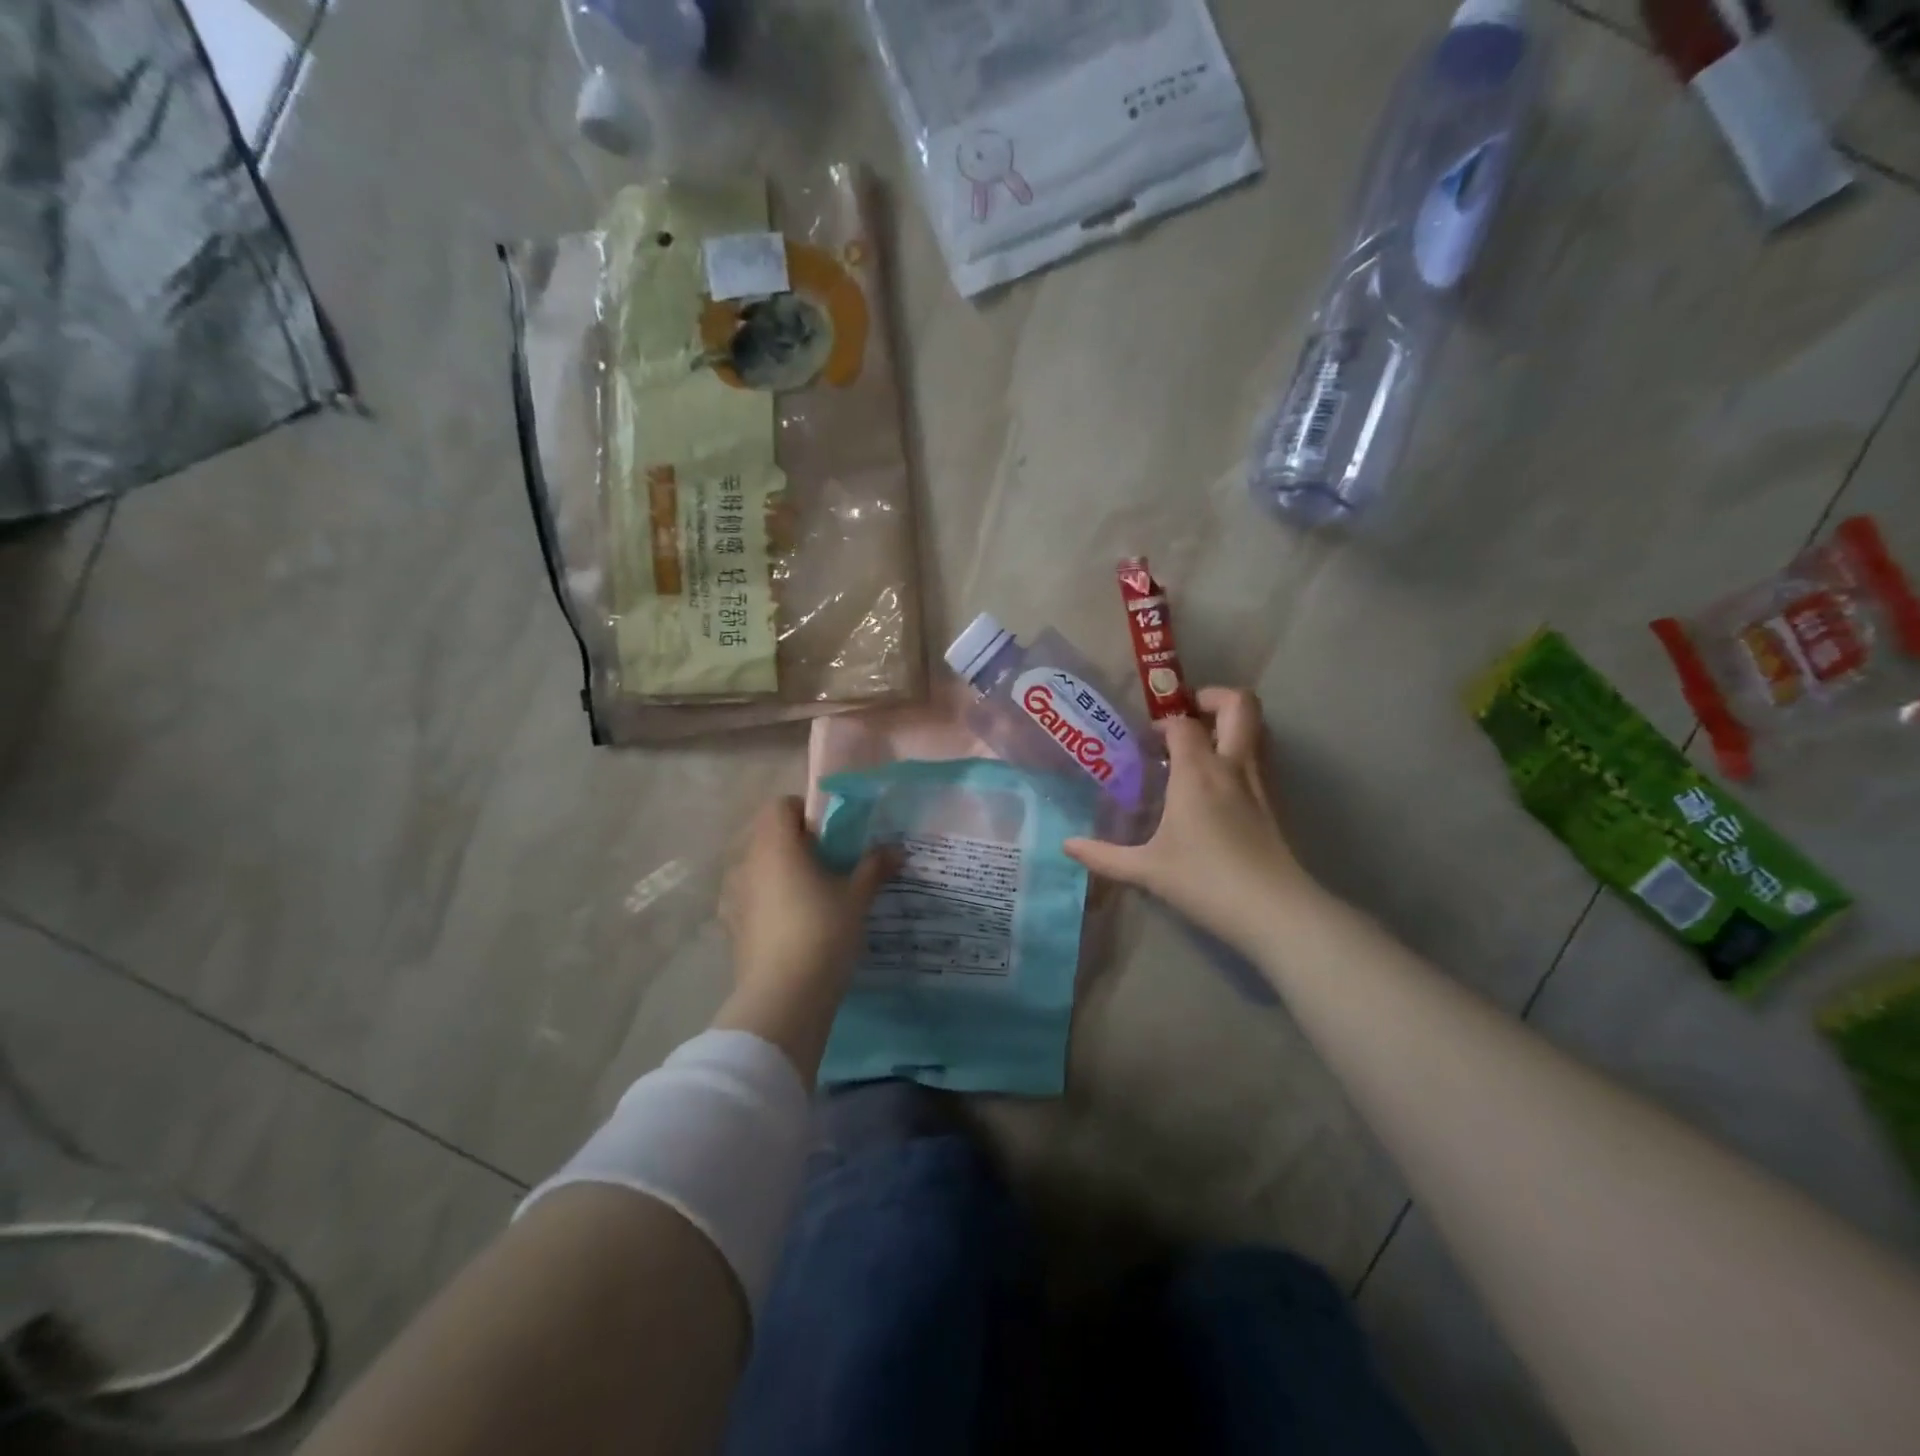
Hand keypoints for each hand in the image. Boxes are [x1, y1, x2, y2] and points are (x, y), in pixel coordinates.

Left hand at [715, 798, 894, 1079]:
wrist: (784, 998)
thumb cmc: (822, 932)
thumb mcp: (857, 897)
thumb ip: (874, 867)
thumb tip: (896, 849)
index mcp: (774, 844)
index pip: (781, 805)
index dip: (806, 812)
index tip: (831, 834)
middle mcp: (746, 862)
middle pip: (767, 836)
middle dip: (796, 844)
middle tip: (828, 863)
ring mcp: (733, 896)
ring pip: (757, 868)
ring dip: (780, 873)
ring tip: (811, 896)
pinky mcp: (731, 927)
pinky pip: (750, 899)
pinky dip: (768, 902)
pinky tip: (792, 925)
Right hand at [1065, 688, 1317, 950]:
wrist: (1273, 910)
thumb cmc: (1204, 881)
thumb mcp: (1146, 870)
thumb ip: (1104, 855)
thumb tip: (1066, 846)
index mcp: (1198, 772)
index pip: (1182, 723)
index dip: (1163, 723)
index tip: (1146, 742)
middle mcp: (1232, 765)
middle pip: (1239, 704)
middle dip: (1213, 697)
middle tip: (1187, 715)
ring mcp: (1260, 782)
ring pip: (1257, 728)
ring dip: (1230, 723)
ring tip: (1201, 745)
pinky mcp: (1276, 802)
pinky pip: (1260, 756)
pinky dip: (1241, 752)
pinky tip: (1217, 784)